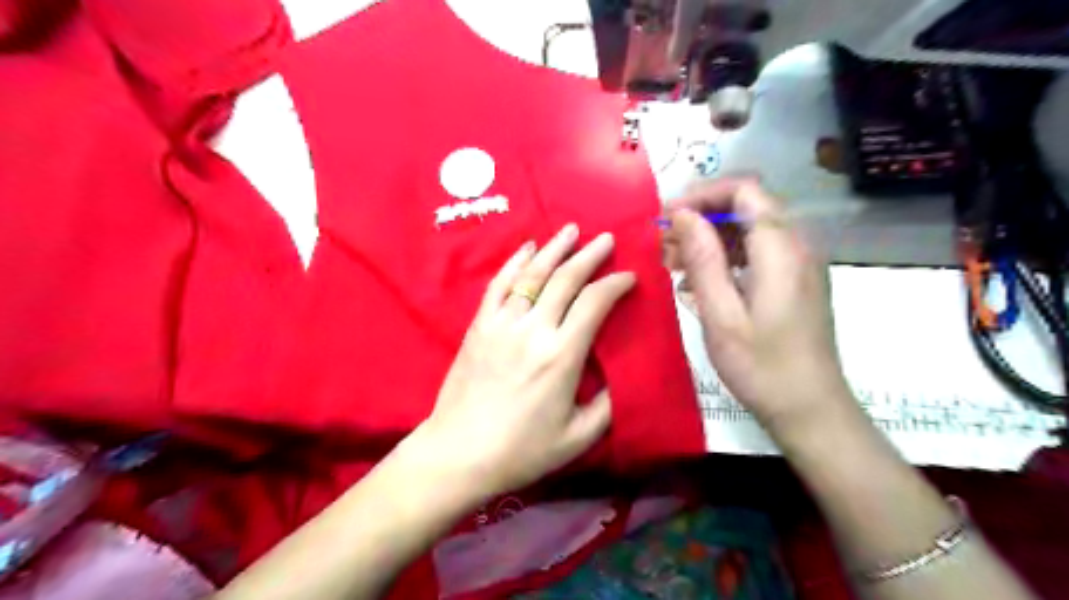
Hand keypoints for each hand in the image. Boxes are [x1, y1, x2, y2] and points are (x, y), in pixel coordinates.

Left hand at [416, 227, 631, 499]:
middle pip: (565, 279)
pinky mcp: (479, 326)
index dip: (615, 284)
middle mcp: (533, 330)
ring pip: (532, 274)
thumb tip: (620, 377)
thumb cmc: (522, 450)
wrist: (459, 453)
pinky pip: (499, 285)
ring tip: (571, 230)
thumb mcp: (578, 437)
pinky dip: (514, 262)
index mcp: (561, 355)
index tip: (629, 277)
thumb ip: (607, 405)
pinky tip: (527, 247)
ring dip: (554, 249)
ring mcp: (502, 324)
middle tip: (606, 238)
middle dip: (590, 255)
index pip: (594, 303)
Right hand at [665, 179, 852, 436]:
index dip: (702, 195)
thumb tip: (683, 215)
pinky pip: (756, 252)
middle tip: (664, 246)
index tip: (667, 219)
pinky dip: (724, 258)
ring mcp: (798, 263)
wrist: (809, 409)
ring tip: (674, 265)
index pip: (743, 189)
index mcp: (781, 248)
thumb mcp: (721, 314)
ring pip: (749, 229)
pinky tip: (698, 284)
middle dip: (701, 218)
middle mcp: (796, 245)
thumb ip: (703, 259)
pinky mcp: (794, 280)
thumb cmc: (761, 366)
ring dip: (709, 239)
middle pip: (746, 206)